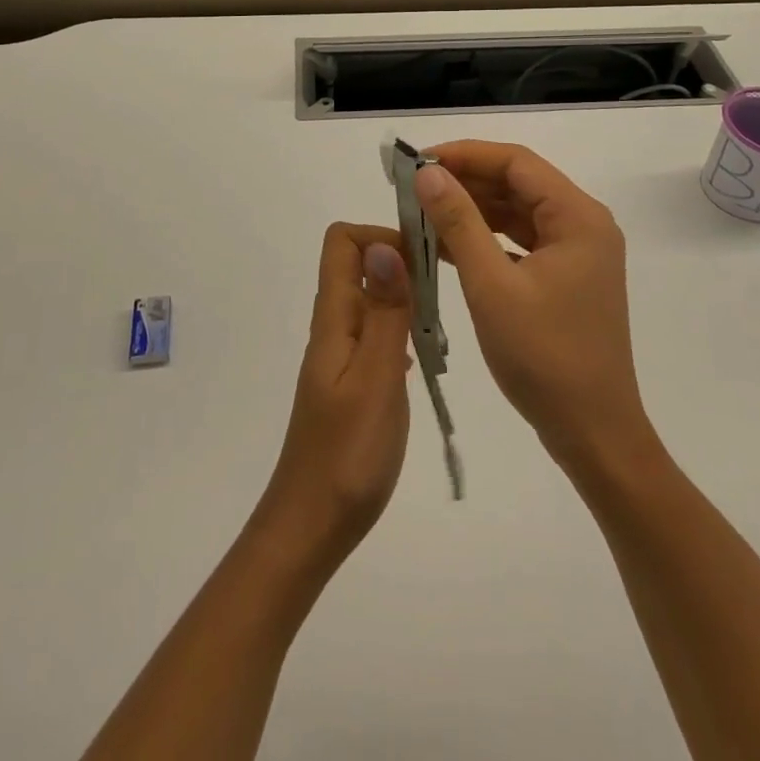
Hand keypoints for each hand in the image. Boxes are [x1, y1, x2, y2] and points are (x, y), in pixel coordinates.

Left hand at [255, 223, 413, 569]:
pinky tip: (427, 357)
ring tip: (443, 327)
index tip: (423, 258)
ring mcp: (342, 354)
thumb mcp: (375, 378)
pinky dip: (404, 331)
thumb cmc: (348, 454)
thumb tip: (385, 245)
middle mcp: (334, 326)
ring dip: (407, 299)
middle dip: (403, 264)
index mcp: (334, 317)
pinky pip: (378, 333)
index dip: (380, 235)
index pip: (341, 242)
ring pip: (373, 300)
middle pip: (360, 265)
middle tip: (446, 293)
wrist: (313, 524)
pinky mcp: (352, 380)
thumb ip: (384, 312)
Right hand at [416, 142, 651, 474]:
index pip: (516, 163)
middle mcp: (583, 224)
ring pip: (517, 213)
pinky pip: (520, 242)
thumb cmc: (544, 357)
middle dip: (465, 181)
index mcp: (578, 217)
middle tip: (413, 187)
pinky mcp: (565, 277)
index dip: (465, 154)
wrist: (593, 434)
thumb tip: (428, 174)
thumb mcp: (492, 286)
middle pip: (517, 183)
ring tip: (422, 212)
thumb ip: (459, 223)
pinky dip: (485, 239)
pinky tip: (445, 245)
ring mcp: (577, 252)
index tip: (419, 162)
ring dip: (472, 210)